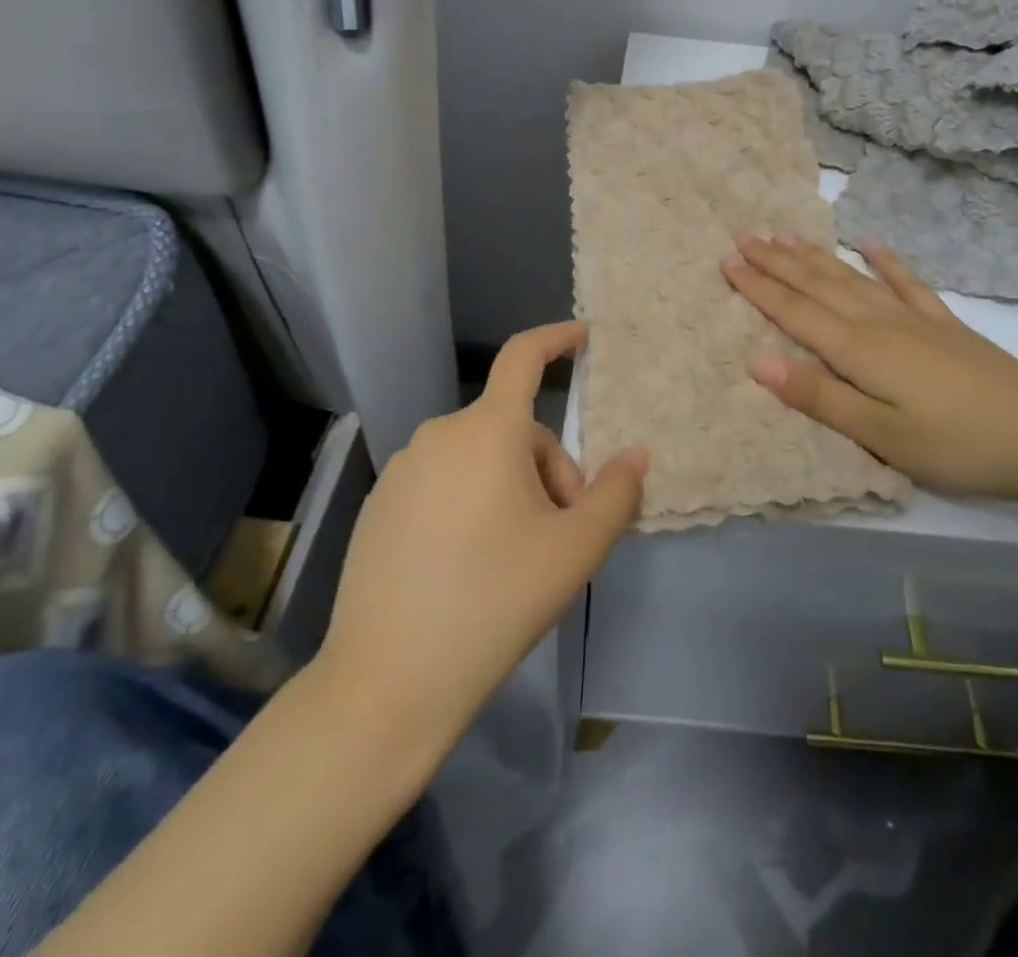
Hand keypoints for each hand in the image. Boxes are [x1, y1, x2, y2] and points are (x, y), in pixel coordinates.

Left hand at [312, 322, 646, 749]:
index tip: (584, 336)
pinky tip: (470, 568)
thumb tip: (635, 456)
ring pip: (481, 460)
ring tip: (519, 558)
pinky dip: (472, 504)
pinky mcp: (381, 505)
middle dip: (550, 471)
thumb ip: (617, 494)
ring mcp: (404, 470)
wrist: (388, 681)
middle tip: (562, 536)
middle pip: (515, 431)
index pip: (524, 357)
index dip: (556, 338)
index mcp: (487, 431)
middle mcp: (440, 434)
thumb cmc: (495, 601)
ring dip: (513, 490)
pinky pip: (445, 483)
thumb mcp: (576, 550)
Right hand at [721, 235, 1017, 506]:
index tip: (727, 261)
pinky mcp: (943, 324)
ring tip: (786, 235)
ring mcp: (913, 318)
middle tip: (744, 237)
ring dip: (816, 256)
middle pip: (818, 286)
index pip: (795, 311)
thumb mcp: (880, 434)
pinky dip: (886, 262)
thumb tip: (757, 361)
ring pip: (852, 278)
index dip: (759, 287)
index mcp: (858, 350)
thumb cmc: (954, 445)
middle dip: (777, 263)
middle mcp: (879, 322)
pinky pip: (906, 283)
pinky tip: (871, 243)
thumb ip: (818, 396)